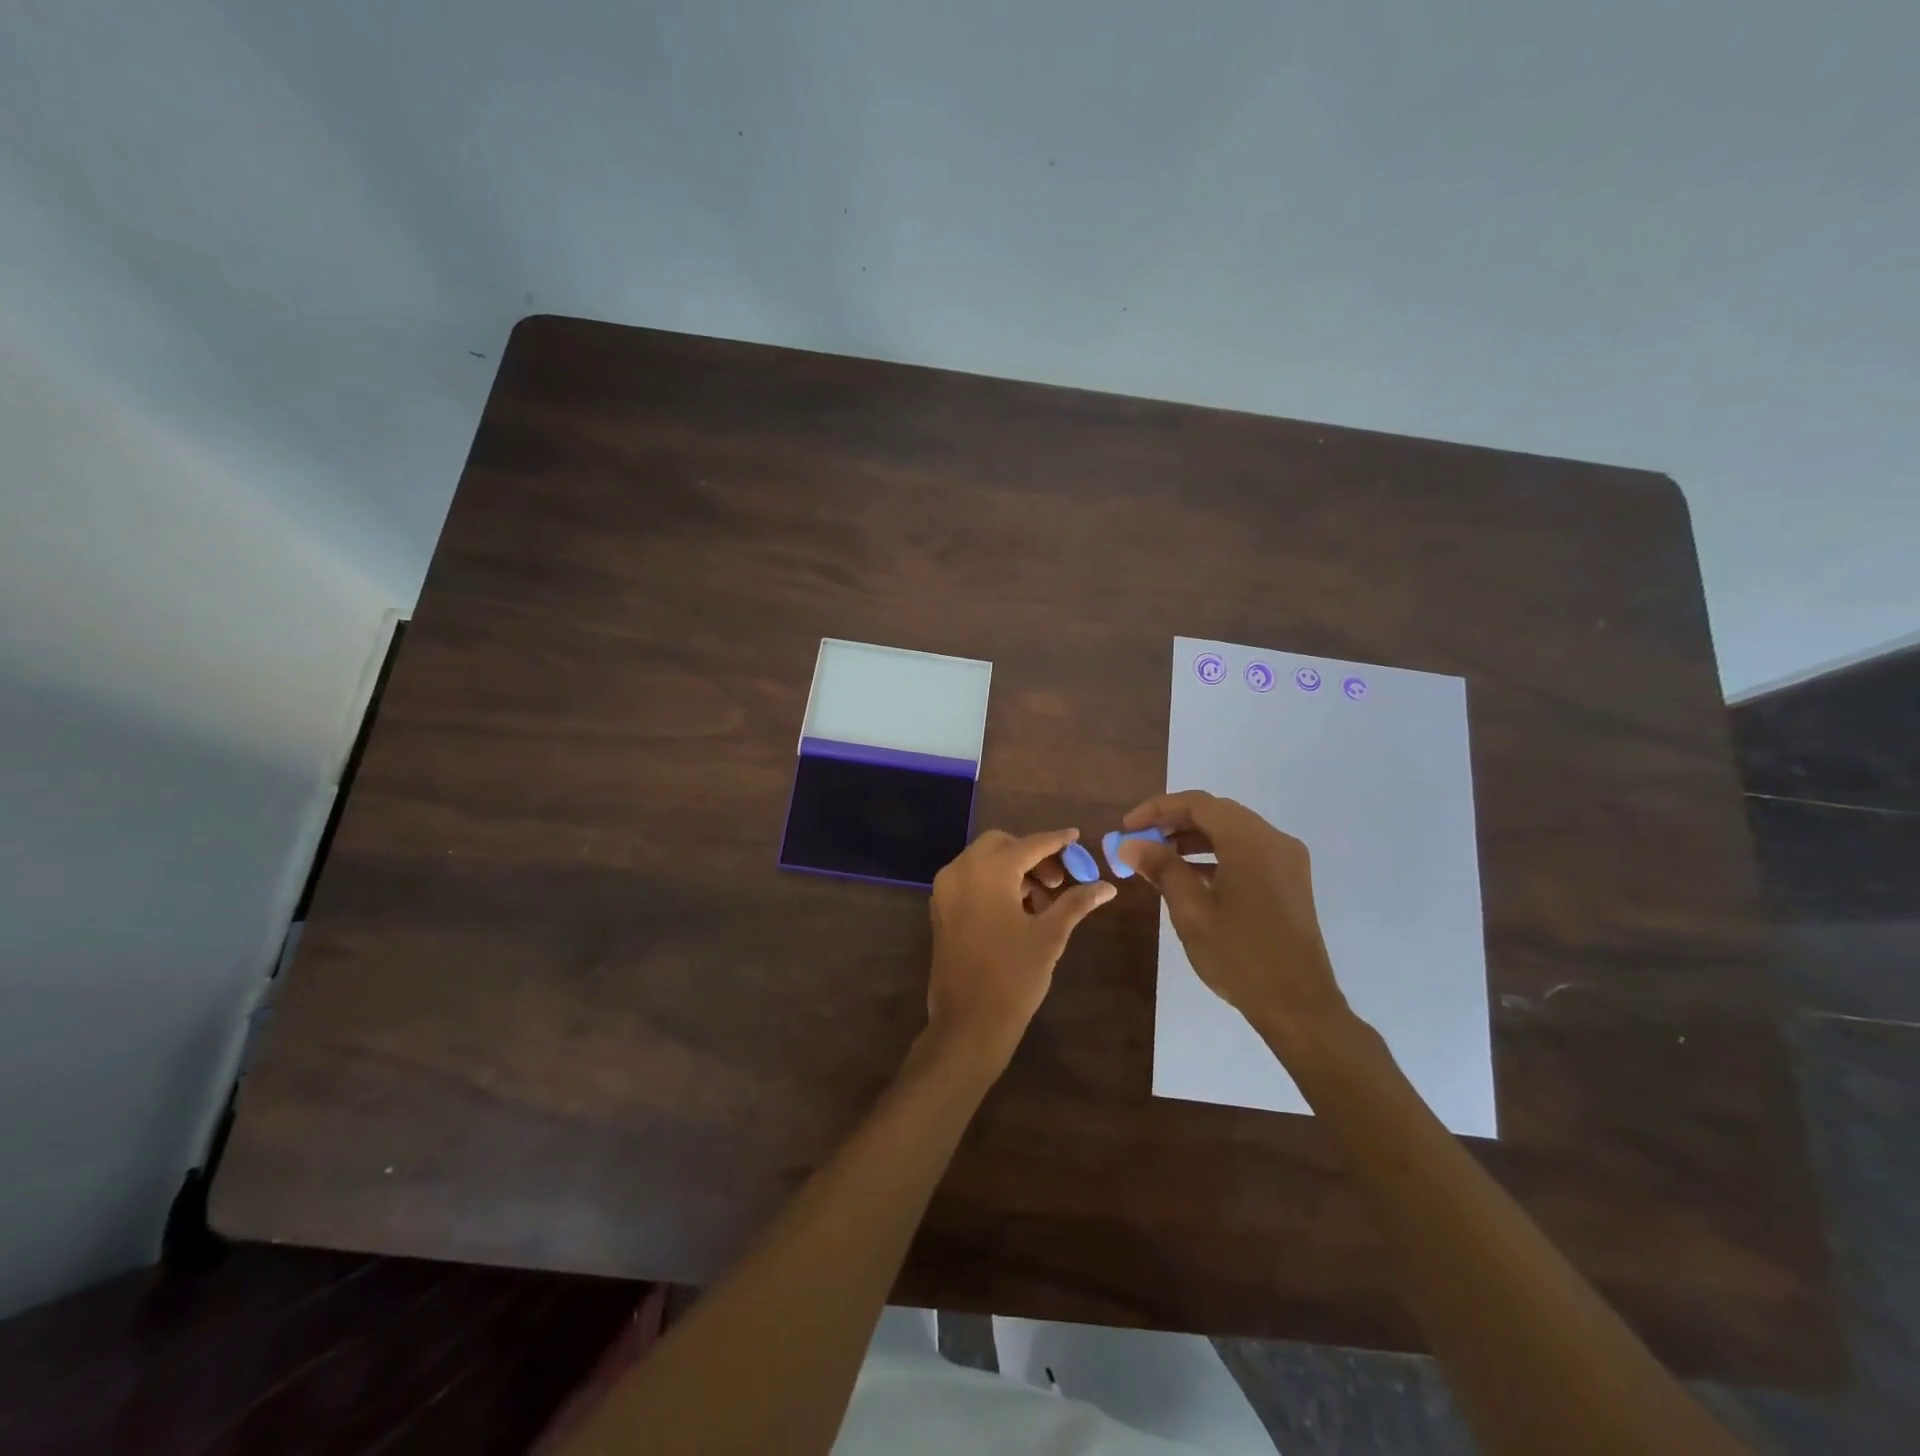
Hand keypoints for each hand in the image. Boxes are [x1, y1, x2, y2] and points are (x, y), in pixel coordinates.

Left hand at [925, 828, 1115, 1070]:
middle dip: (1032, 855)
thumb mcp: (1050, 936)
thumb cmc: (1013, 975)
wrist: (968, 1022)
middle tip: (1058, 881)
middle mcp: (962, 870)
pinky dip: (994, 883)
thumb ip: (1076, 903)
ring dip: (1014, 870)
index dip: (1056, 841)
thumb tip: (1107, 887)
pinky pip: (970, 881)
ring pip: (983, 862)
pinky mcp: (941, 910)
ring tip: (1044, 901)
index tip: (1076, 836)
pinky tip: (1018, 910)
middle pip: (1001, 845)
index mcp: (989, 870)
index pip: (1029, 844)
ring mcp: (946, 890)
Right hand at [1117, 791, 1348, 1047]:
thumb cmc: (1240, 956)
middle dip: (1173, 822)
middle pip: (1216, 813)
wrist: (1298, 1006)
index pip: (1197, 804)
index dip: (1157, 809)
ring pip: (1232, 832)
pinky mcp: (1289, 880)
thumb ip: (1161, 868)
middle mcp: (1274, 840)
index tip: (1127, 827)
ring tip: (1157, 857)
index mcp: (1251, 842)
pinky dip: (1215, 855)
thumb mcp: (1192, 911)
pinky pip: (1247, 852)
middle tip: (1139, 840)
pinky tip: (1189, 876)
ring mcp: (1286, 860)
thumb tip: (1128, 844)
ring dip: (1193, 838)